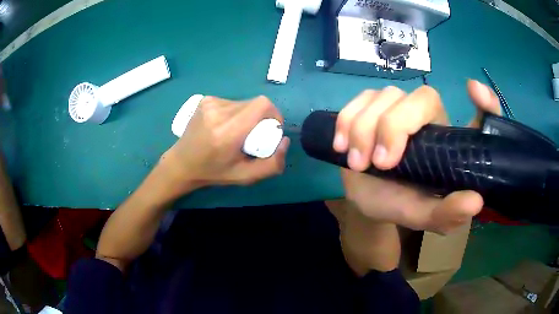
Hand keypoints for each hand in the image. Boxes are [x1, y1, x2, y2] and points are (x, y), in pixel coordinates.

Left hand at [159, 95, 289, 193]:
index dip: (274, 114)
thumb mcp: (245, 177)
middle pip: (255, 103)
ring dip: (247, 115)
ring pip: (244, 102)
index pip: (262, 105)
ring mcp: (209, 103)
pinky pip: (232, 102)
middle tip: (252, 136)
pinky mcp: (205, 100)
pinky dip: (235, 113)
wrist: (181, 164)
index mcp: (228, 132)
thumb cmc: (213, 172)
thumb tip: (284, 140)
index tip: (270, 129)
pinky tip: (224, 126)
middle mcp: (218, 112)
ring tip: (236, 132)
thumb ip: (272, 164)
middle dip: (261, 118)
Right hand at [333, 80, 500, 233]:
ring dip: (365, 129)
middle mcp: (431, 119)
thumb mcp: (425, 216)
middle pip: (422, 98)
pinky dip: (347, 119)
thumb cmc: (402, 204)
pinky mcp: (372, 106)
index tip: (473, 90)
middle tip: (379, 163)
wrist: (368, 200)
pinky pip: (360, 99)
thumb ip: (447, 213)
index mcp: (451, 143)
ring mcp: (400, 108)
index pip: (480, 117)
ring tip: (356, 163)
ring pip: (385, 96)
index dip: (485, 103)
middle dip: (396, 126)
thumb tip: (475, 201)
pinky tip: (340, 144)